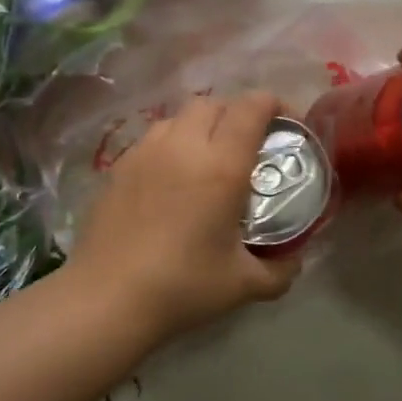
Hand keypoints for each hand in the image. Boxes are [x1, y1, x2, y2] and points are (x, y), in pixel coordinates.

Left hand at [70, 92, 300, 340]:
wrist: (107, 297)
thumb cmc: (182, 287)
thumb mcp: (244, 285)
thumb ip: (280, 270)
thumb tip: (294, 259)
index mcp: (221, 165)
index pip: (251, 107)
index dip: (274, 104)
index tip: (286, 123)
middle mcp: (183, 145)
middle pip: (214, 103)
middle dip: (236, 113)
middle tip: (247, 144)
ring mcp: (145, 151)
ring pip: (179, 117)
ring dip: (201, 126)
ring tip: (207, 159)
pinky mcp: (118, 165)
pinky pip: (153, 138)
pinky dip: (171, 144)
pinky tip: (171, 179)